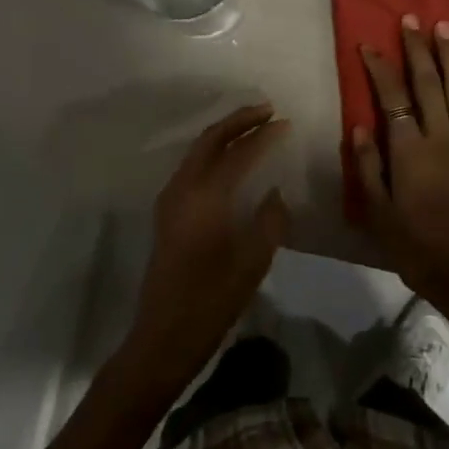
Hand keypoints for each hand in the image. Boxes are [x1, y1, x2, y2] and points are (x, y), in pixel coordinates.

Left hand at [126, 104, 290, 383]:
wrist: (163, 336)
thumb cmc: (211, 301)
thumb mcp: (252, 263)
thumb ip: (270, 221)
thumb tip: (275, 193)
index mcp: (205, 196)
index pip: (237, 153)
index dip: (263, 135)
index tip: (285, 123)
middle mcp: (183, 188)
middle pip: (210, 140)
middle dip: (238, 121)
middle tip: (266, 111)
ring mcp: (170, 199)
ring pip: (197, 151)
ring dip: (223, 134)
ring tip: (251, 128)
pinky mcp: (167, 213)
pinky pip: (191, 167)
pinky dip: (212, 152)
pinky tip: (229, 161)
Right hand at [353, 18, 448, 332]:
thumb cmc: (417, 246)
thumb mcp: (378, 212)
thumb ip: (368, 166)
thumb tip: (360, 124)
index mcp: (410, 151)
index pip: (393, 96)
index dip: (380, 67)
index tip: (370, 44)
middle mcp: (442, 138)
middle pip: (430, 83)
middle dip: (419, 48)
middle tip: (412, 18)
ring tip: (446, 27)